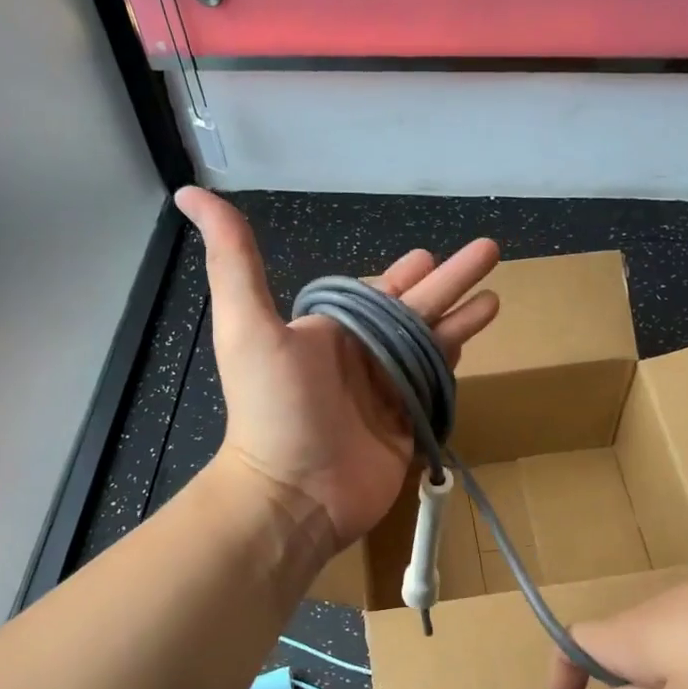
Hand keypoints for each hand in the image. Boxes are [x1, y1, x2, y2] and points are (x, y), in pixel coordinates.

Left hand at [178, 187, 500, 551]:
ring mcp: (387, 395)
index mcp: (334, 332)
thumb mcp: (247, 326)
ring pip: (432, 347)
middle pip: (417, 311)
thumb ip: (234, 260)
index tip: (432, 252)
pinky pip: (434, 390)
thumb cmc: (274, 409)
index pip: (380, 292)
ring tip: (495, 299)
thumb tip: (192, 194)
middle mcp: (363, 359)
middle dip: (453, 281)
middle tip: (489, 251)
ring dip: (463, 321)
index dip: (407, 271)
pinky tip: (474, 348)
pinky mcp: (406, 429)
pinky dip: (453, 368)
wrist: (294, 494)